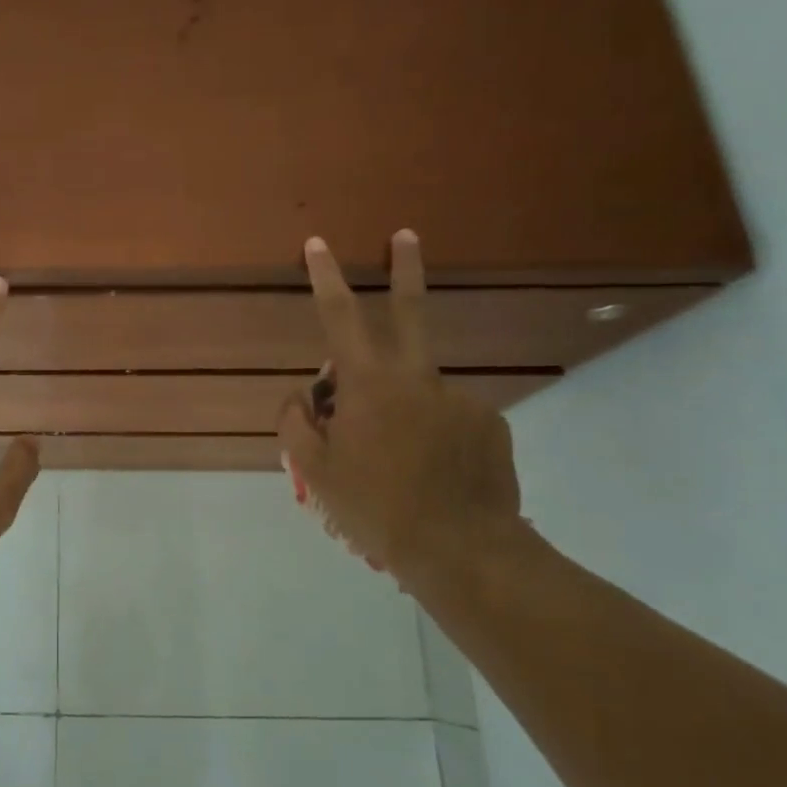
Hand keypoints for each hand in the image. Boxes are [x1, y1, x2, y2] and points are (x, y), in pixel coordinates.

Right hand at [277, 232, 521, 584]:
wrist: (462, 550)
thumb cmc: (376, 507)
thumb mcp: (317, 471)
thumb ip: (297, 423)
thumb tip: (303, 396)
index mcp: (370, 384)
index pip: (339, 317)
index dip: (325, 277)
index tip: (318, 243)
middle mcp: (417, 378)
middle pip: (409, 310)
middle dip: (405, 268)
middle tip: (406, 235)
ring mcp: (459, 398)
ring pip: (417, 387)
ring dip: (400, 405)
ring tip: (397, 460)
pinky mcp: (489, 423)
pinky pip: (447, 417)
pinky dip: (432, 434)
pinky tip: (432, 471)